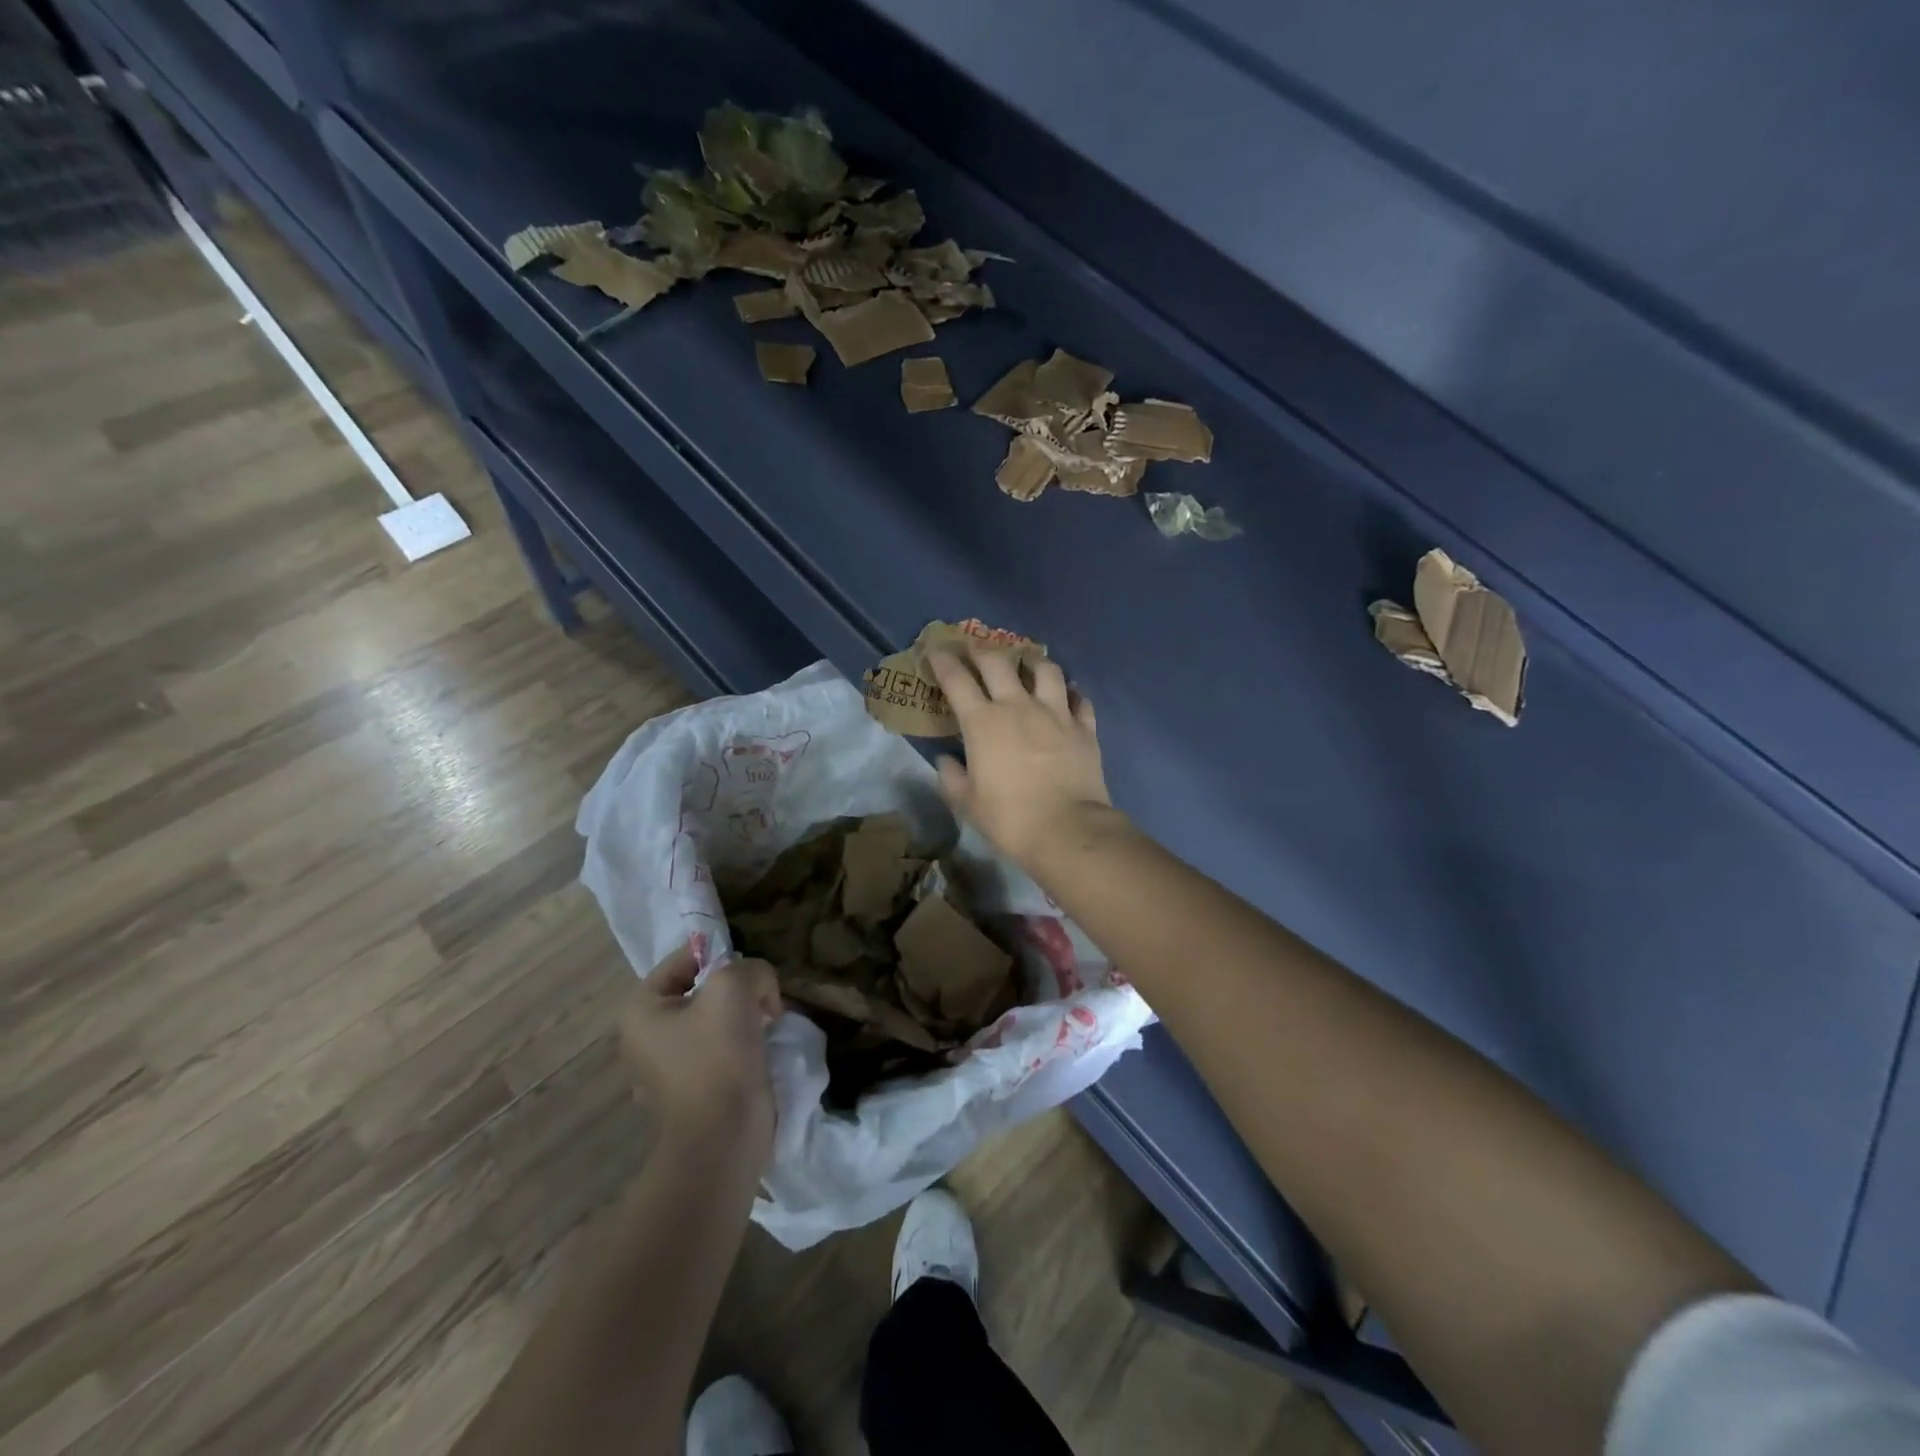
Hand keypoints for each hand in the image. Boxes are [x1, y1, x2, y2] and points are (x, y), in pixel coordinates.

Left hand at [618, 945, 781, 1169]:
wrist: (723, 1137)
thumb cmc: (717, 1056)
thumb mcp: (734, 987)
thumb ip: (750, 968)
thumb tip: (761, 988)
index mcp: (640, 1010)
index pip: (684, 960)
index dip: (722, 955)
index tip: (753, 971)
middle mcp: (646, 1036)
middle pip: (701, 989)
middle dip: (738, 989)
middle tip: (764, 997)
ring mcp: (668, 1066)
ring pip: (715, 1018)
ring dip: (744, 1015)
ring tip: (767, 1022)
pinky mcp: (693, 1089)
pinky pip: (721, 1047)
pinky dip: (743, 1042)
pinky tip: (761, 1049)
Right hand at [927, 645, 1117, 871]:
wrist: (1068, 829)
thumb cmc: (1009, 818)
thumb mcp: (967, 803)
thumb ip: (952, 777)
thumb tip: (946, 760)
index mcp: (983, 722)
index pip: (957, 680)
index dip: (944, 662)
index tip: (937, 651)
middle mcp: (1018, 706)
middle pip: (998, 663)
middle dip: (982, 650)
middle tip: (976, 648)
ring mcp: (1056, 712)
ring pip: (1045, 669)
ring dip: (1032, 660)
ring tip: (1028, 661)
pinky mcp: (1084, 727)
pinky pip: (1079, 698)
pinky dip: (1072, 692)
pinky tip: (1068, 694)